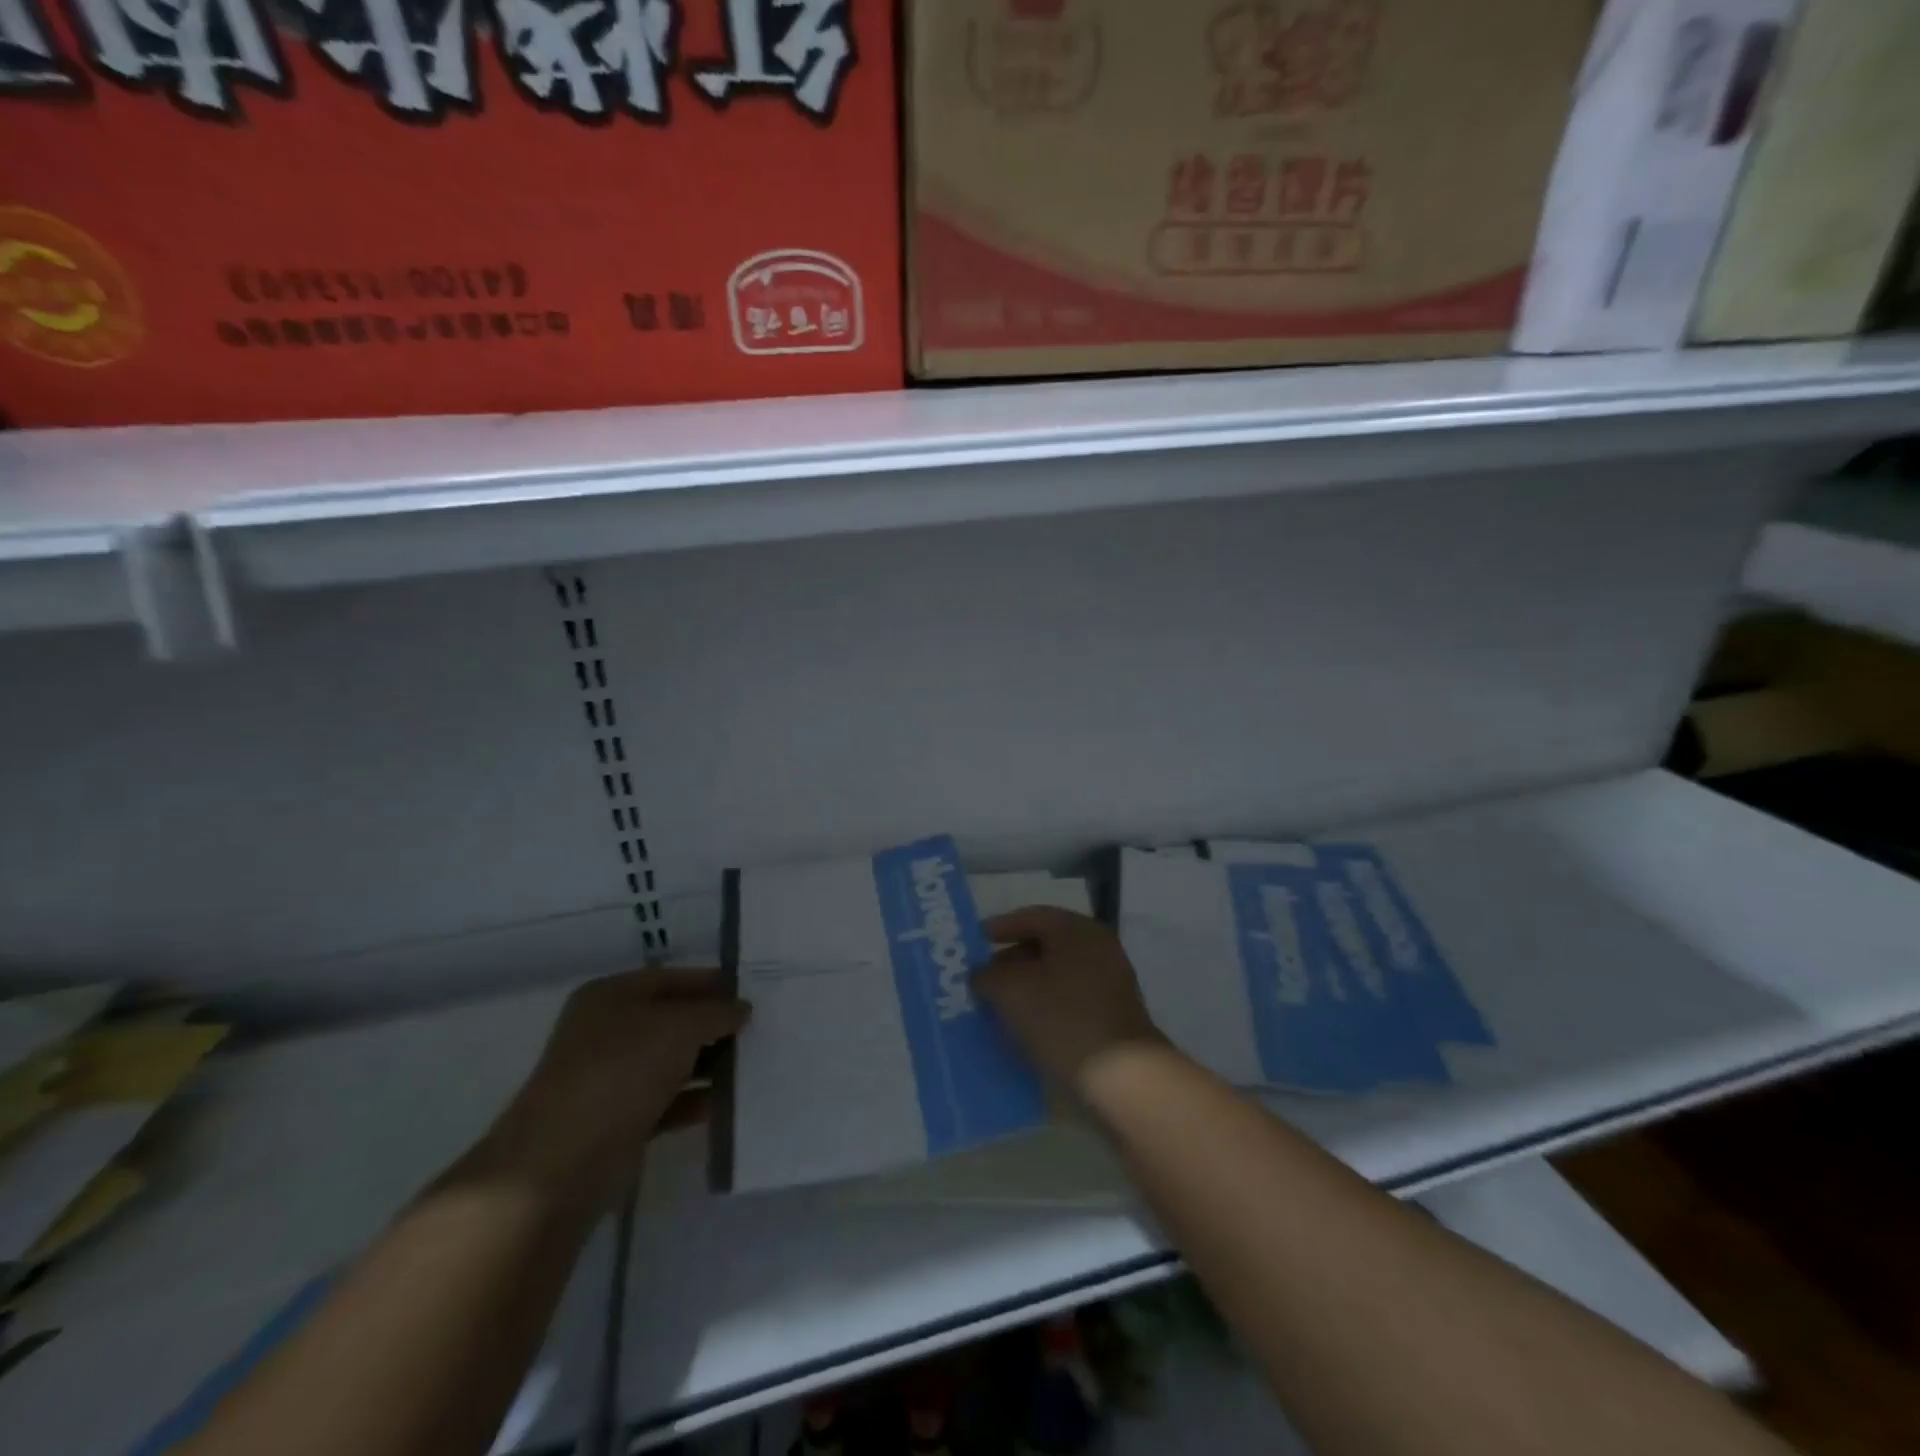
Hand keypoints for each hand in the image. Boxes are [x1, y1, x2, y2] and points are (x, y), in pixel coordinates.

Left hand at [462, 969, 748, 1213]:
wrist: (560, 1164)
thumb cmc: (620, 1071)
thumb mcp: (679, 1026)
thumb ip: (716, 1012)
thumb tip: (741, 1009)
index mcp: (611, 996)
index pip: (673, 978)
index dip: (713, 984)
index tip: (754, 994)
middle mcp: (608, 1032)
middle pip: (673, 1020)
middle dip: (714, 1026)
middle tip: (761, 1030)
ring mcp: (611, 1078)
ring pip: (672, 1062)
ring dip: (709, 1065)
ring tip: (753, 1066)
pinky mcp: (618, 1121)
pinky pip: (667, 1102)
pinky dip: (694, 1102)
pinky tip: (728, 1104)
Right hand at [976, 907, 1165, 1099]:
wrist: (1122, 1077)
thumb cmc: (1063, 1019)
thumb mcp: (1010, 991)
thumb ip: (987, 976)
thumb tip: (981, 974)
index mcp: (1077, 930)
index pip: (1032, 916)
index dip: (1000, 927)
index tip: (975, 942)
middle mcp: (1098, 948)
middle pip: (1046, 945)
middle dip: (1011, 961)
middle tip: (983, 979)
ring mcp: (1111, 983)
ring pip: (1057, 975)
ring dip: (1027, 988)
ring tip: (998, 1007)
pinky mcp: (1113, 1016)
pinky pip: (1070, 1000)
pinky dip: (1046, 1007)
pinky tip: (1025, 1029)